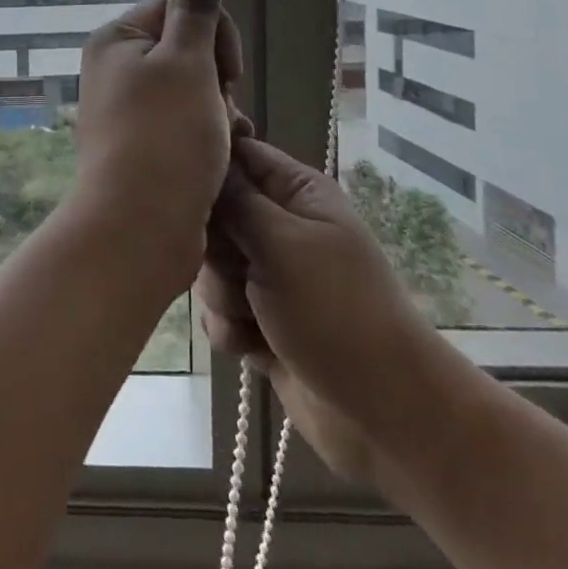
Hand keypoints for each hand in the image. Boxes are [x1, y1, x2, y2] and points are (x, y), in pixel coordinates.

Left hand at [74, 0, 242, 281]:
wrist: (139, 230)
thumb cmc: (165, 138)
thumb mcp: (187, 62)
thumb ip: (197, 5)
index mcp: (117, 38)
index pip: (182, 6)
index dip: (216, 37)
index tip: (225, 75)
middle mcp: (114, 67)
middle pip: (189, 48)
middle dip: (218, 78)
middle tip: (221, 112)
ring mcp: (125, 109)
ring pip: (193, 89)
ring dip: (218, 111)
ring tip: (218, 142)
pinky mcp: (140, 144)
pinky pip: (184, 123)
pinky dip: (205, 136)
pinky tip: (214, 161)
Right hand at [195, 137, 432, 476]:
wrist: (384, 415)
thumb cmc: (337, 312)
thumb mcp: (283, 243)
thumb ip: (235, 201)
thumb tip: (203, 160)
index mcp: (297, 193)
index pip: (238, 153)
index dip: (209, 167)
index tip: (183, 189)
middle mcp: (281, 228)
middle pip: (215, 215)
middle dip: (214, 248)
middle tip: (235, 269)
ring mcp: (271, 277)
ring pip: (211, 267)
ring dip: (222, 296)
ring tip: (251, 317)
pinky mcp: (260, 322)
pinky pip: (219, 312)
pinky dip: (231, 330)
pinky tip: (252, 348)